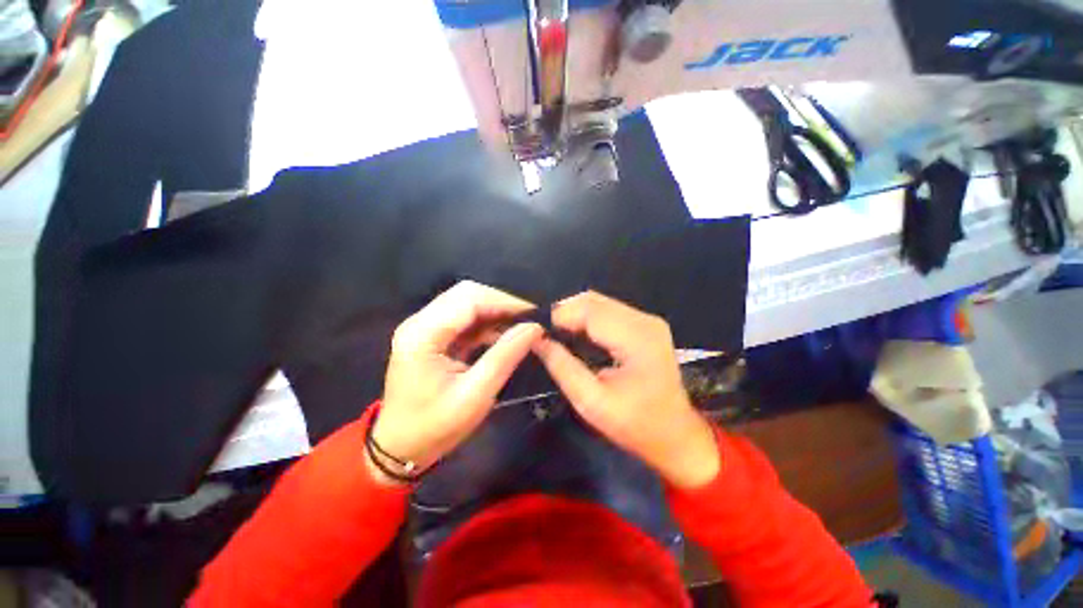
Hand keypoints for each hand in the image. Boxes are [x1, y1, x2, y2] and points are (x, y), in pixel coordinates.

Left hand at [371, 281, 542, 483]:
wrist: (399, 448)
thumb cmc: (434, 428)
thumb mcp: (476, 395)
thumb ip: (505, 356)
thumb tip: (534, 328)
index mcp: (422, 334)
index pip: (469, 299)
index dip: (505, 301)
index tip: (535, 312)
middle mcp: (420, 322)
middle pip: (467, 294)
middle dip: (502, 303)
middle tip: (530, 318)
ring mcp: (425, 327)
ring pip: (467, 303)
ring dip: (496, 312)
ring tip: (523, 325)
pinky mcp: (433, 335)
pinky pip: (466, 319)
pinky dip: (488, 323)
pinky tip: (506, 333)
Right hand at [532, 291, 719, 487]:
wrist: (676, 435)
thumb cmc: (635, 424)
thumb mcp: (591, 402)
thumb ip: (562, 367)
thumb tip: (537, 340)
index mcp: (636, 338)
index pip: (588, 310)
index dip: (559, 316)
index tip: (537, 332)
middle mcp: (644, 320)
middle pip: (593, 300)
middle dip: (565, 313)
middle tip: (546, 334)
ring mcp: (648, 320)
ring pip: (599, 302)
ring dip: (575, 314)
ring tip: (558, 334)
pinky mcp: (646, 325)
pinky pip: (609, 310)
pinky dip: (588, 318)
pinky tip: (578, 334)